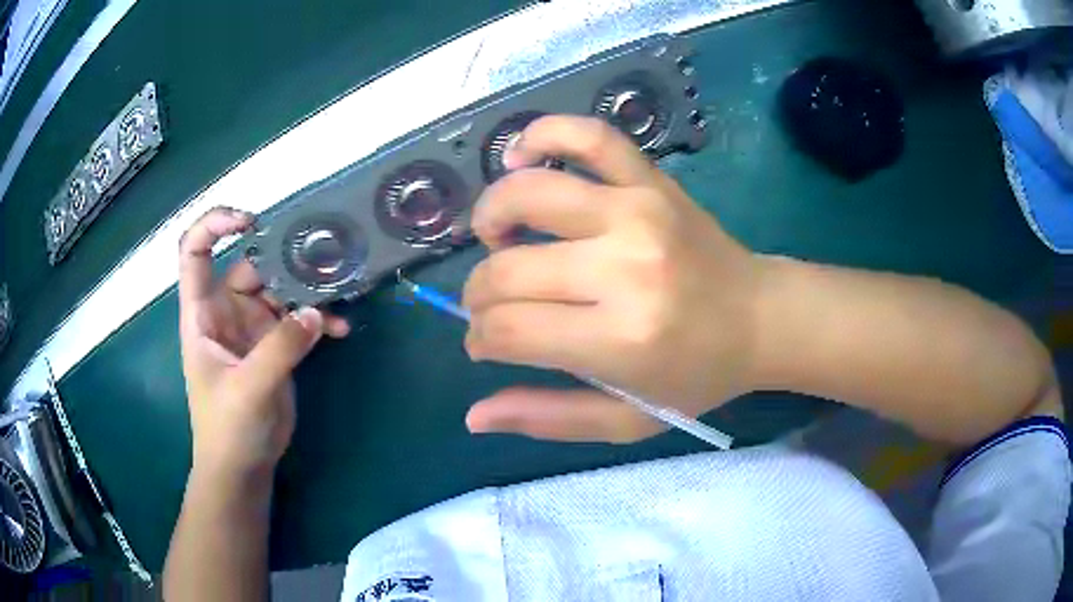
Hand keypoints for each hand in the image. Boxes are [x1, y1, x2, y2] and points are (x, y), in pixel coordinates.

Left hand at [178, 207, 349, 477]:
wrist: (244, 466)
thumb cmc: (227, 428)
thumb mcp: (248, 388)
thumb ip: (280, 349)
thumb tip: (317, 313)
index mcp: (202, 313)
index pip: (194, 253)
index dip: (213, 226)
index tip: (249, 222)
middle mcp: (226, 311)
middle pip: (251, 267)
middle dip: (282, 262)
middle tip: (320, 263)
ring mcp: (252, 327)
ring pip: (280, 290)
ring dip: (308, 291)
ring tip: (338, 296)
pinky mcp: (276, 345)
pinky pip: (300, 320)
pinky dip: (319, 321)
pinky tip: (340, 330)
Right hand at [462, 115, 764, 442]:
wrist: (761, 318)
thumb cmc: (696, 375)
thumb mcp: (628, 420)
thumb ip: (549, 419)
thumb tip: (474, 416)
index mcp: (621, 338)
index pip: (508, 329)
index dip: (481, 338)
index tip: (486, 343)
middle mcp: (624, 267)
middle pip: (506, 270)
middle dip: (479, 294)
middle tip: (493, 307)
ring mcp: (638, 210)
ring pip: (528, 194)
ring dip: (491, 215)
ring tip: (496, 237)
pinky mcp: (651, 180)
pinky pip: (588, 136)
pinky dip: (544, 134)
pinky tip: (521, 155)